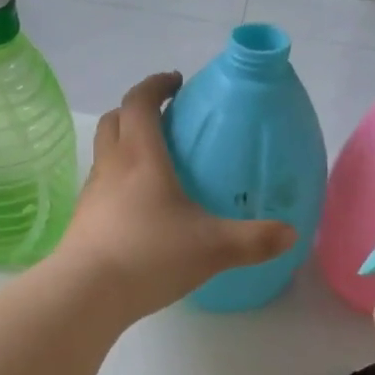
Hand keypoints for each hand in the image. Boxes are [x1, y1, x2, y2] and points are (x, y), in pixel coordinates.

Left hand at [55, 73, 296, 319]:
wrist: (86, 293)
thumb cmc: (149, 255)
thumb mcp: (213, 248)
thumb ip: (255, 239)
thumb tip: (291, 234)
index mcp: (140, 156)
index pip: (139, 102)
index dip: (156, 85)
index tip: (176, 82)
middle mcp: (111, 166)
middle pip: (114, 120)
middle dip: (136, 110)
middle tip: (164, 120)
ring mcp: (92, 194)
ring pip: (104, 153)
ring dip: (123, 145)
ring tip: (154, 165)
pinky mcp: (83, 220)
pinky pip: (101, 185)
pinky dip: (117, 180)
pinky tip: (138, 209)